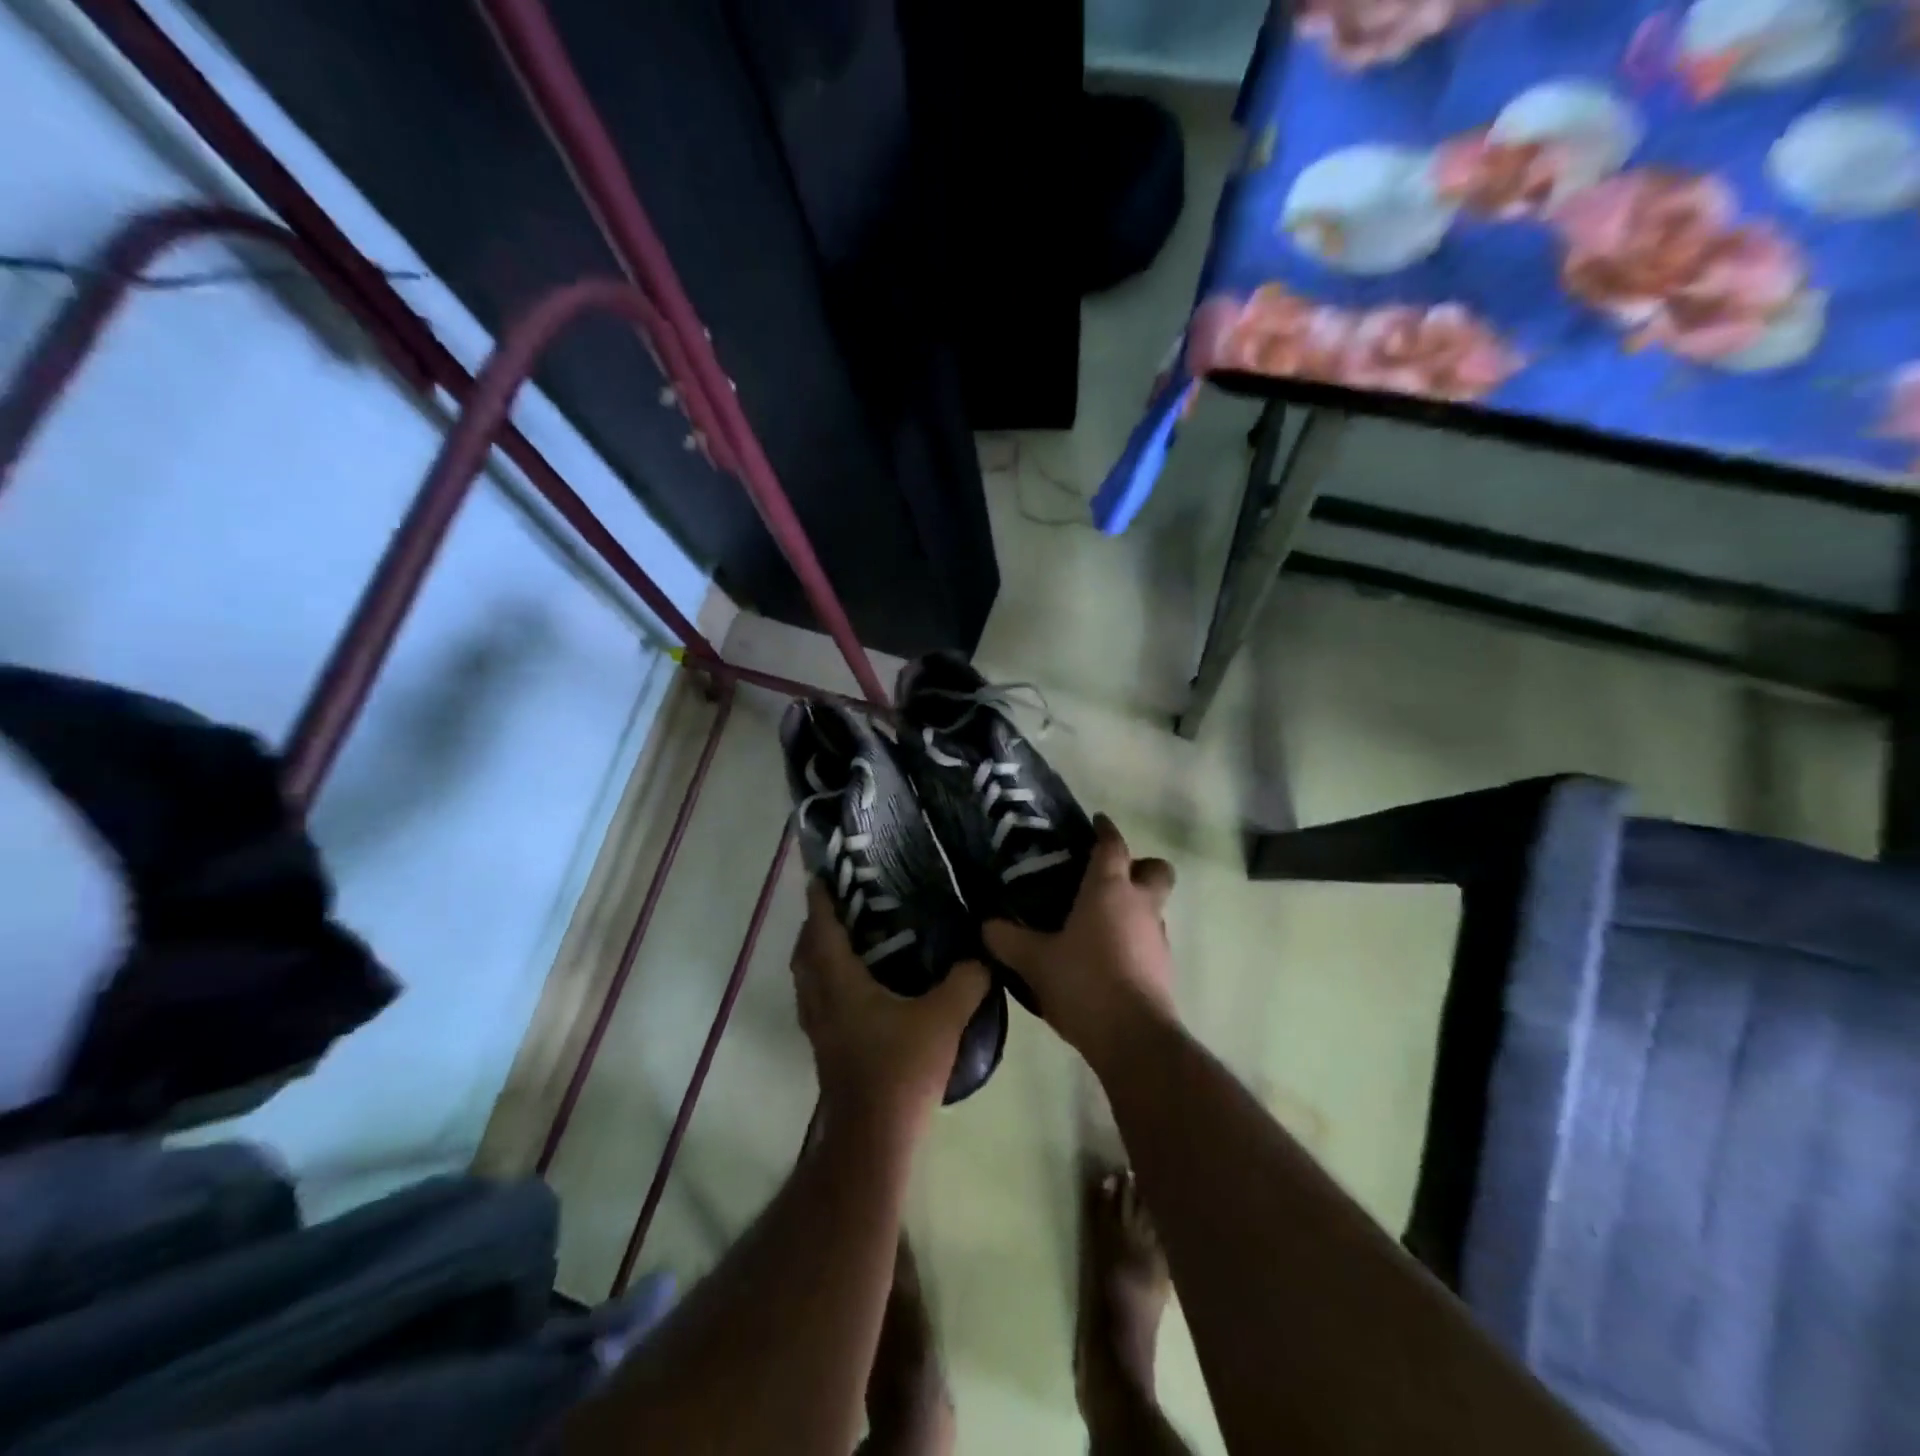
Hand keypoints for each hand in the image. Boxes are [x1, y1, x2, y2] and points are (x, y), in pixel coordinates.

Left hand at [792, 879, 989, 1135]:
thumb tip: (983, 954)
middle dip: (816, 923)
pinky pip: (817, 998)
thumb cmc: (901, 1070)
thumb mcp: (943, 1019)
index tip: (822, 873)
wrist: (873, 1138)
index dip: (819, 899)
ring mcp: (819, 1027)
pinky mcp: (826, 1047)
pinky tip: (857, 984)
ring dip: (818, 952)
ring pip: (807, 977)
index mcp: (840, 983)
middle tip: (841, 902)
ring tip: (847, 936)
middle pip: (805, 951)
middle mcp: (820, 999)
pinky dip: (826, 979)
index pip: (822, 929)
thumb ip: (966, 980)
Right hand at [983, 814, 1176, 1067]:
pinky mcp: (1163, 969)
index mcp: (1109, 889)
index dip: (1105, 830)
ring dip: (1134, 908)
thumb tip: (986, 926)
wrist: (1134, 1038)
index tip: (1096, 822)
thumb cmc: (1084, 983)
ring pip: (1154, 907)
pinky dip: (1133, 940)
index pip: (1113, 845)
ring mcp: (1157, 938)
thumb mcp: (1034, 961)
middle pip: (1155, 870)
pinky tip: (1106, 958)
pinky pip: (1149, 940)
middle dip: (1139, 866)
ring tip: (1098, 924)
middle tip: (1108, 877)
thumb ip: (1008, 940)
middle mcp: (1140, 905)